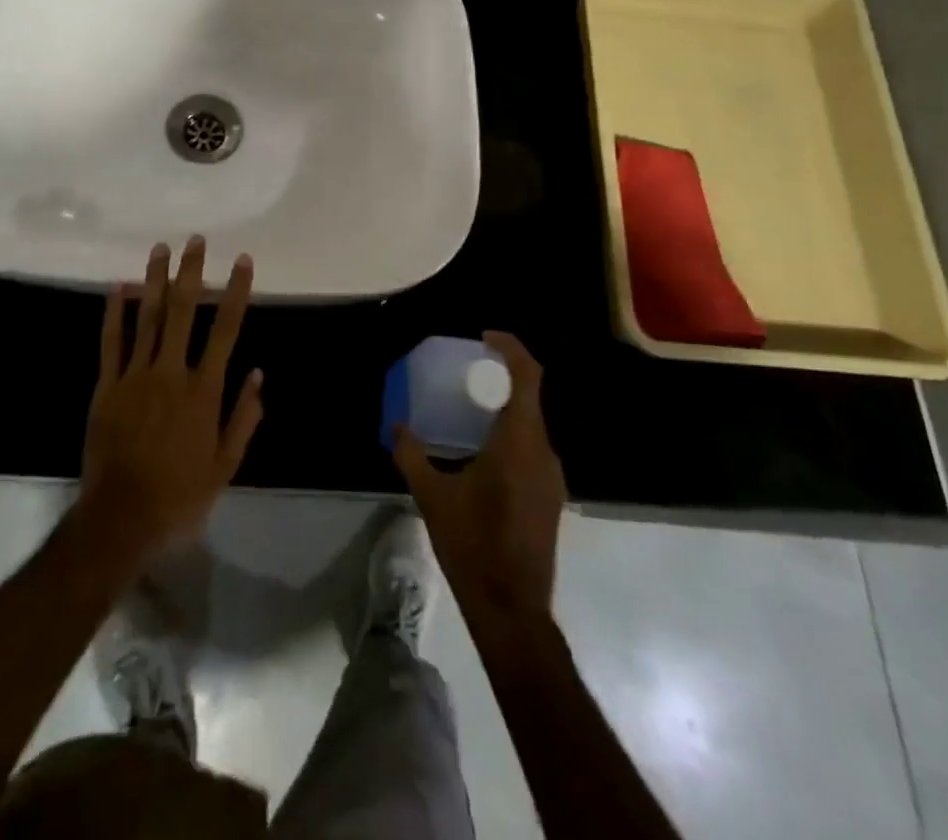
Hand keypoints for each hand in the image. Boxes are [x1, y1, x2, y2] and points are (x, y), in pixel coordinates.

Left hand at [78, 237, 262, 566]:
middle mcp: (170, 373)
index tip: (242, 261)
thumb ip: (243, 418)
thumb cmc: (180, 495)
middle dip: (190, 272)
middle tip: (195, 240)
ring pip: (146, 318)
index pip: (225, 330)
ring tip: (160, 248)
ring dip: (154, 280)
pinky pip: (111, 343)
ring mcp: (135, 376)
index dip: (235, 292)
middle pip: (182, 312)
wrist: (120, 518)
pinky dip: (114, 313)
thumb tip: (257, 374)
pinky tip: (117, 287)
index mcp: (203, 391)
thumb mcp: (225, 466)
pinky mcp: (107, 387)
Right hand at [394, 331, 565, 624]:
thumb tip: (395, 426)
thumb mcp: (433, 497)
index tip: (484, 338)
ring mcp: (552, 477)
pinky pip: (533, 448)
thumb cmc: (473, 546)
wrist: (513, 610)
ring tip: (470, 406)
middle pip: (530, 396)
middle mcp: (544, 452)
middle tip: (468, 371)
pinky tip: (482, 450)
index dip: (511, 349)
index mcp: (520, 442)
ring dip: (506, 407)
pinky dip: (511, 433)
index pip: (528, 377)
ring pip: (533, 424)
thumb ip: (411, 455)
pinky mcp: (550, 497)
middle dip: (502, 376)